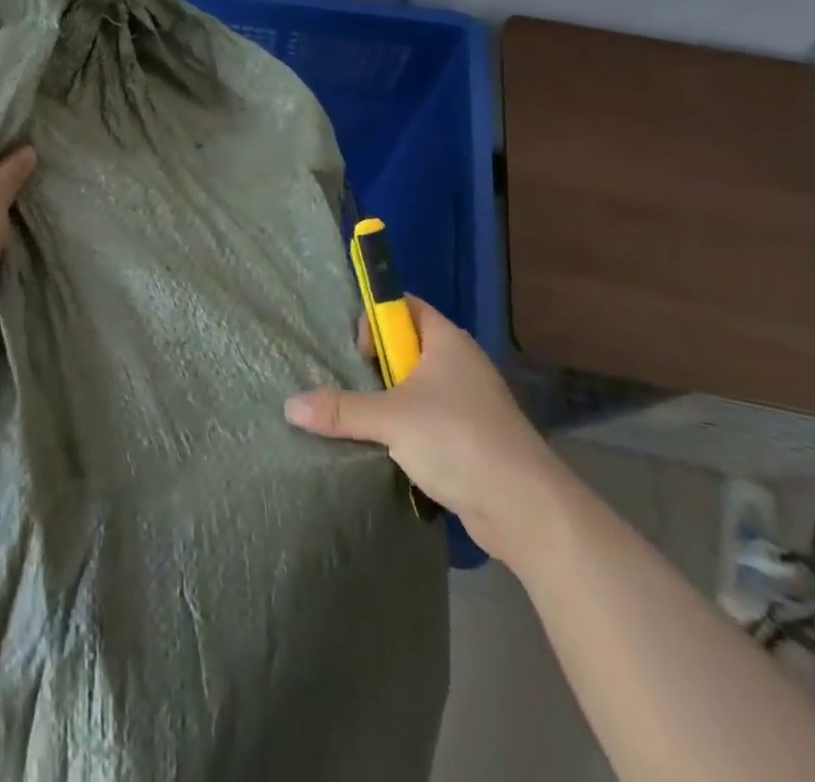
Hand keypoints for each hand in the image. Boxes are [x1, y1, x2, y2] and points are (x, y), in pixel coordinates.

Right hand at [283, 297, 558, 566]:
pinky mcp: (471, 439)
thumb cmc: (457, 439)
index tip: (356, 351)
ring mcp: (468, 402)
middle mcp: (459, 363)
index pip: (403, 306)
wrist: (525, 508)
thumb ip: (341, 410)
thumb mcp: (391, 419)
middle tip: (348, 388)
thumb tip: (290, 406)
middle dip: (375, 366)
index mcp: (446, 340)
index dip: (376, 318)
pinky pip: (428, 421)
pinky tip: (386, 451)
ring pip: (415, 389)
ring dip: (388, 403)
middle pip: (406, 348)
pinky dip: (406, 431)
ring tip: (359, 421)